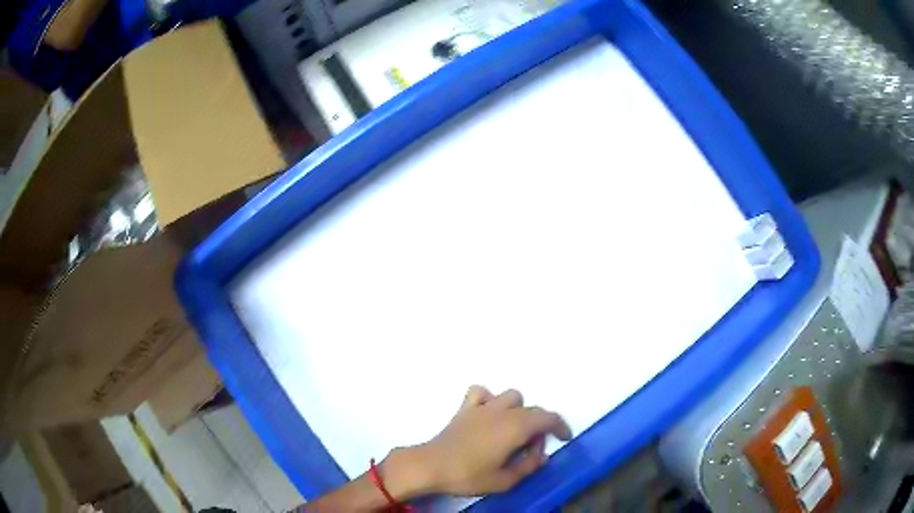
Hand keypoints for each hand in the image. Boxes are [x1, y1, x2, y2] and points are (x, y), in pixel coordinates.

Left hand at [386, 386, 570, 498]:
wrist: (431, 466)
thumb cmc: (469, 475)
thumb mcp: (504, 480)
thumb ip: (528, 466)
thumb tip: (541, 456)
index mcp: (516, 428)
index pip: (548, 418)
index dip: (560, 426)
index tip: (564, 438)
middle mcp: (503, 412)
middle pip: (532, 409)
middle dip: (540, 426)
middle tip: (532, 450)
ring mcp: (483, 407)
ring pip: (512, 396)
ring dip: (519, 410)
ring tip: (513, 431)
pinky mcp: (465, 409)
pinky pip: (482, 392)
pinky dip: (490, 399)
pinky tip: (488, 414)